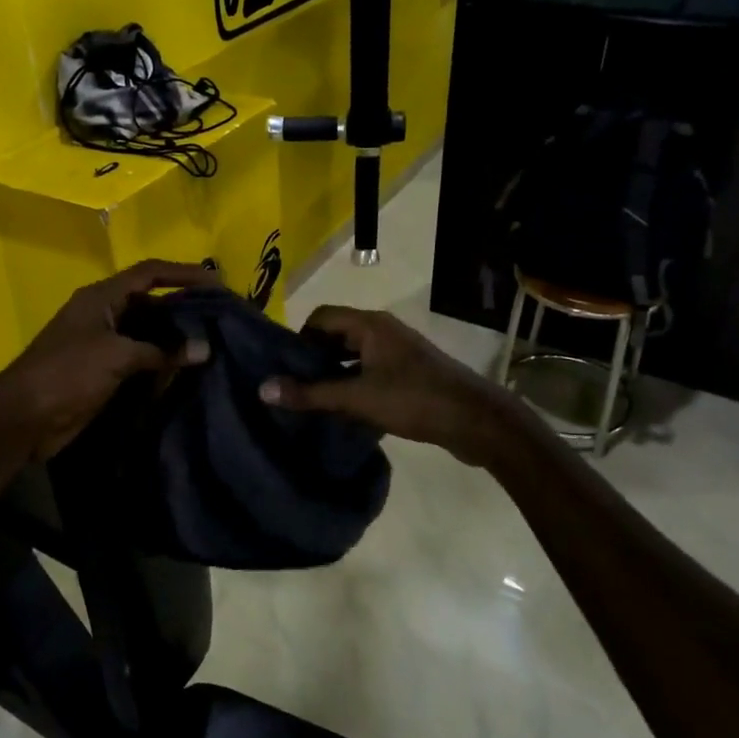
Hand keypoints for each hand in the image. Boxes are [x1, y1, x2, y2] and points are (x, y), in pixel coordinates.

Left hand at [0, 260, 218, 462]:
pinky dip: (162, 362)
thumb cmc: (67, 374)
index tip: (217, 283)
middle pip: (151, 302)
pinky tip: (187, 370)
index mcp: (101, 297)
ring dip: (175, 337)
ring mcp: (103, 344)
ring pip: (148, 332)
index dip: (183, 273)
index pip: (149, 273)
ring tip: (212, 343)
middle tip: (220, 317)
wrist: (24, 419)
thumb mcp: (115, 355)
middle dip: (183, 307)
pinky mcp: (104, 371)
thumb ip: (160, 351)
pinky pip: (140, 359)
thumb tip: (203, 350)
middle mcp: (104, 314)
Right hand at [258, 306, 528, 467]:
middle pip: (336, 335)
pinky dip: (353, 385)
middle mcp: (382, 331)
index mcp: (370, 324)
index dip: (298, 339)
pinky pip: (369, 371)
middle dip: (313, 359)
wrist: (475, 420)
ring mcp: (398, 352)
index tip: (285, 369)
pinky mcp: (408, 374)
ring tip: (312, 402)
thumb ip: (310, 393)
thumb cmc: (413, 399)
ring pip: (353, 356)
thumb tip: (263, 388)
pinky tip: (344, 411)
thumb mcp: (356, 397)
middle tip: (293, 388)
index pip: (320, 317)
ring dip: (333, 375)